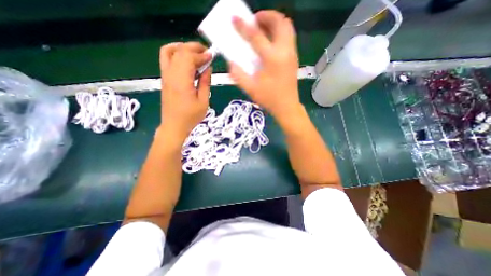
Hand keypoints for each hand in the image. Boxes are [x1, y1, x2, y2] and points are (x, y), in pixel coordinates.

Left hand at [159, 42, 209, 142]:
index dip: (201, 54)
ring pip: (169, 51)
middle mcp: (170, 75)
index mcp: (181, 81)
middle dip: (193, 48)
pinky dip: (177, 54)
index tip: (211, 56)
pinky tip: (187, 61)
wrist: (174, 125)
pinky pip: (167, 59)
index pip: (188, 58)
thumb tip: (208, 68)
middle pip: (179, 51)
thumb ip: (205, 82)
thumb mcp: (203, 101)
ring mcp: (165, 76)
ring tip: (196, 54)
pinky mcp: (164, 79)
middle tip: (206, 52)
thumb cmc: (191, 116)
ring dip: (183, 48)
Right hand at [229, 11, 301, 120]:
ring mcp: (292, 54)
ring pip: (287, 27)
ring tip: (262, 29)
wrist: (287, 107)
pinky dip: (279, 32)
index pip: (256, 36)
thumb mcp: (251, 89)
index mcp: (272, 59)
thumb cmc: (269, 99)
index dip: (244, 26)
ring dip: (274, 22)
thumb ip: (238, 75)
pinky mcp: (294, 58)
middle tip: (254, 22)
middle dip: (266, 16)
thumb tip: (231, 63)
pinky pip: (289, 36)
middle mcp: (285, 51)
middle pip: (280, 21)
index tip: (235, 19)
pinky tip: (270, 42)